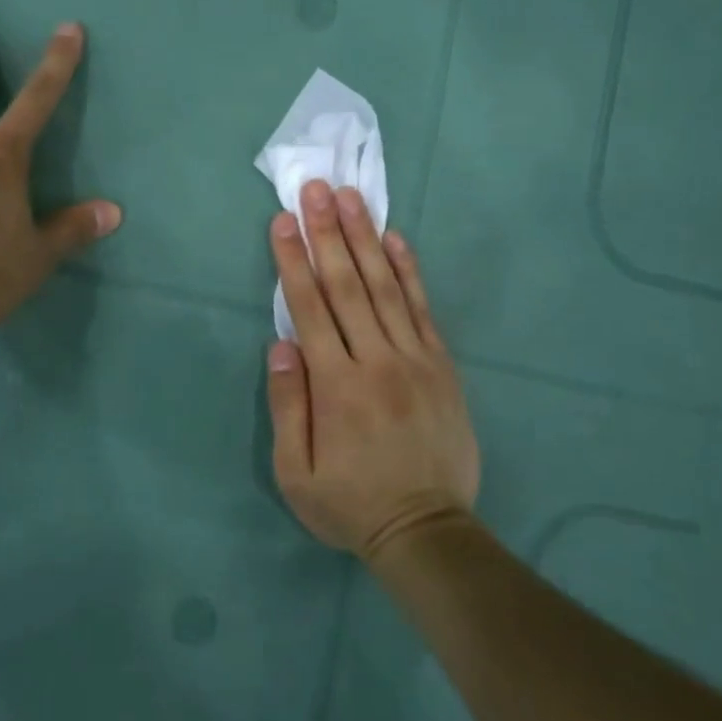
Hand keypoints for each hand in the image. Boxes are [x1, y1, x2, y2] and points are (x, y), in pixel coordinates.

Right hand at [265, 180, 480, 559]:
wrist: (427, 531)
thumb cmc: (351, 504)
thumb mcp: (296, 473)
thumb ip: (287, 407)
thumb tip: (281, 345)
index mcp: (335, 386)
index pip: (309, 309)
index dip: (294, 261)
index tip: (283, 221)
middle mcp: (376, 360)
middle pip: (347, 285)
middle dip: (327, 233)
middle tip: (316, 189)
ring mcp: (414, 359)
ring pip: (385, 287)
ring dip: (365, 238)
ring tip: (351, 198)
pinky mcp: (441, 365)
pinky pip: (423, 308)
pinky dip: (408, 271)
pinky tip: (395, 239)